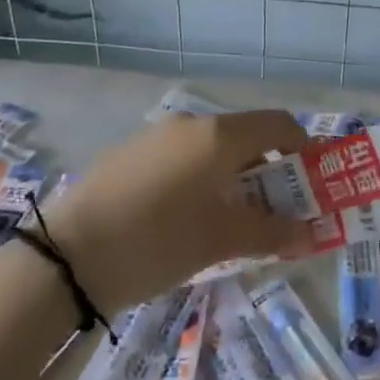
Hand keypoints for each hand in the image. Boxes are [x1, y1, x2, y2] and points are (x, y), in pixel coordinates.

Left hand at [38, 110, 312, 311]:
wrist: (67, 255)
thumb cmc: (157, 241)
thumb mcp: (220, 241)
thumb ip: (270, 233)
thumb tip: (309, 233)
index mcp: (219, 136)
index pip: (279, 124)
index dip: (303, 149)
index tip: (312, 184)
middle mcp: (190, 125)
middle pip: (246, 137)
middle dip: (270, 171)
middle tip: (276, 212)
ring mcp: (156, 137)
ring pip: (211, 149)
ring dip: (234, 177)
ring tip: (232, 221)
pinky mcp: (129, 155)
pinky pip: (181, 159)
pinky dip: (200, 179)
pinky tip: (185, 219)